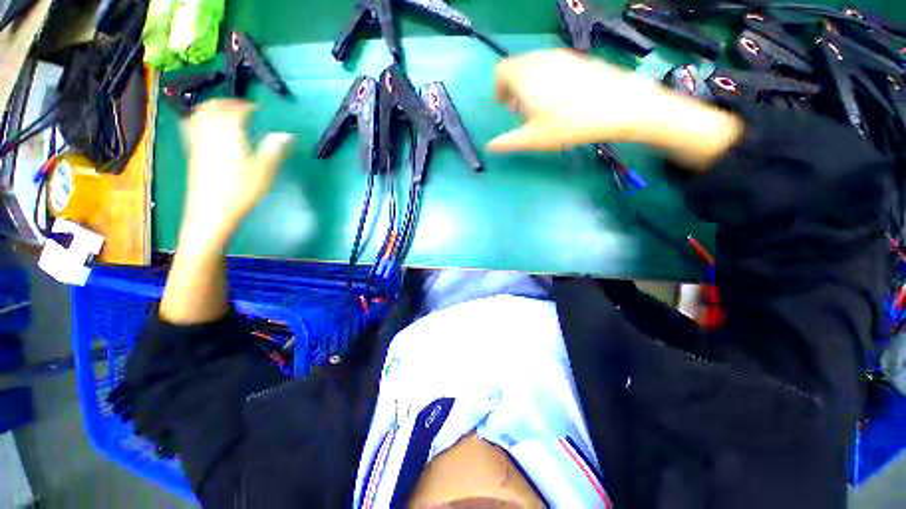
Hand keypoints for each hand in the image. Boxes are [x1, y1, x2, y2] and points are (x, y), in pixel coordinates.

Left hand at [179, 99, 293, 253]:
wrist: (211, 212)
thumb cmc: (240, 192)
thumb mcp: (264, 172)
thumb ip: (274, 150)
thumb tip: (287, 134)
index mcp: (229, 136)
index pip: (235, 112)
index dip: (245, 106)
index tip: (256, 108)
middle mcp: (210, 134)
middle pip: (212, 108)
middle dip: (225, 102)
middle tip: (239, 106)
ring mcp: (198, 143)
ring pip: (198, 115)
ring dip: (210, 108)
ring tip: (222, 111)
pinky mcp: (192, 154)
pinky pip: (191, 128)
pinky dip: (198, 119)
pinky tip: (205, 126)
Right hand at [488, 49, 668, 150]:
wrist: (618, 105)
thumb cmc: (569, 124)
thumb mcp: (534, 139)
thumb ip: (507, 142)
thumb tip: (489, 147)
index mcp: (524, 76)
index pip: (501, 71)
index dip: (498, 89)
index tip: (503, 106)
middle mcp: (539, 59)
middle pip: (517, 66)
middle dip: (512, 87)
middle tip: (519, 109)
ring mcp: (560, 56)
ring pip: (534, 64)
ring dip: (528, 82)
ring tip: (538, 105)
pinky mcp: (577, 59)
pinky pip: (552, 64)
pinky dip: (545, 77)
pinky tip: (558, 97)